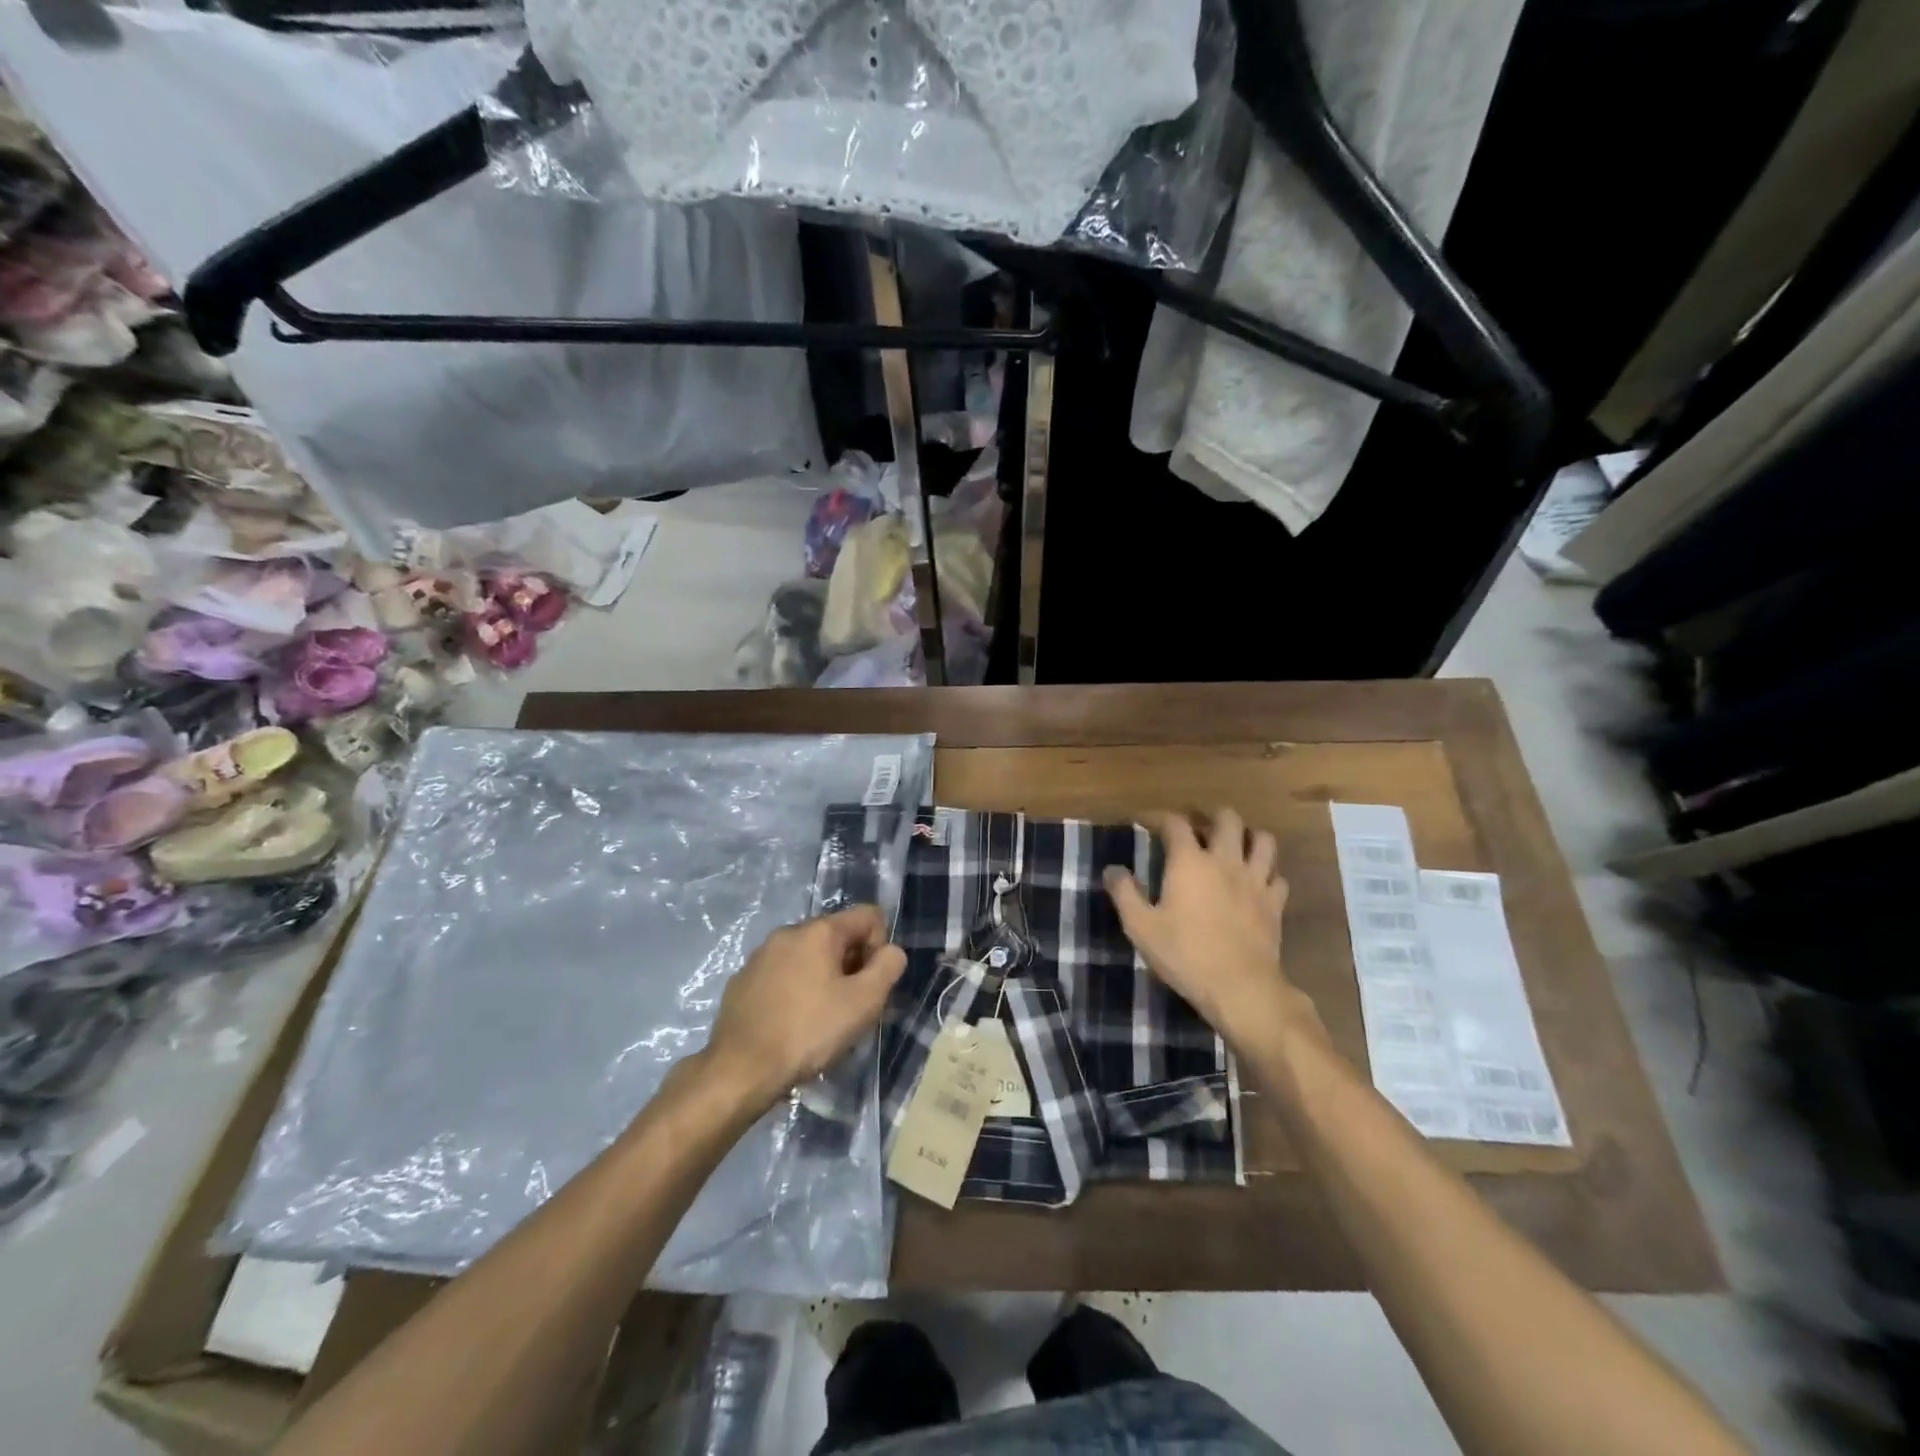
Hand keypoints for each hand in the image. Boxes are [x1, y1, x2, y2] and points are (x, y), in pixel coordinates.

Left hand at [700, 905, 905, 1109]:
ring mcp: (760, 955)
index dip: (880, 947)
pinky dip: (794, 991)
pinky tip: (790, 1024)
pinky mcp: (742, 981)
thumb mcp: (863, 1002)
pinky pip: (782, 975)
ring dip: (823, 979)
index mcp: (818, 930)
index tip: (870, 984)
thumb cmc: (808, 1032)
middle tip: (849, 1008)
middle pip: (837, 936)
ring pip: (808, 957)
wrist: (739, 1070)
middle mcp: (787, 932)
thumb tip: (891, 951)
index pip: (868, 916)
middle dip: (851, 965)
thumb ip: (888, 968)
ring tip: (820, 1020)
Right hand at [1104, 808, 1314, 1046]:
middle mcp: (1225, 860)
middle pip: (1227, 819)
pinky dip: (1267, 873)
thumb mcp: (1140, 927)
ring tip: (1235, 848)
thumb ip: (1124, 893)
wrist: (1240, 987)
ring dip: (1248, 838)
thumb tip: (1112, 869)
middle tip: (1198, 829)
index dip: (1159, 817)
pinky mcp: (1275, 903)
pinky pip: (1277, 876)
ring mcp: (1255, 880)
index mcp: (1189, 862)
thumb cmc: (1184, 954)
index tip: (1146, 822)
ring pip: (1263, 840)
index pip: (1175, 823)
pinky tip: (1256, 884)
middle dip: (1211, 817)